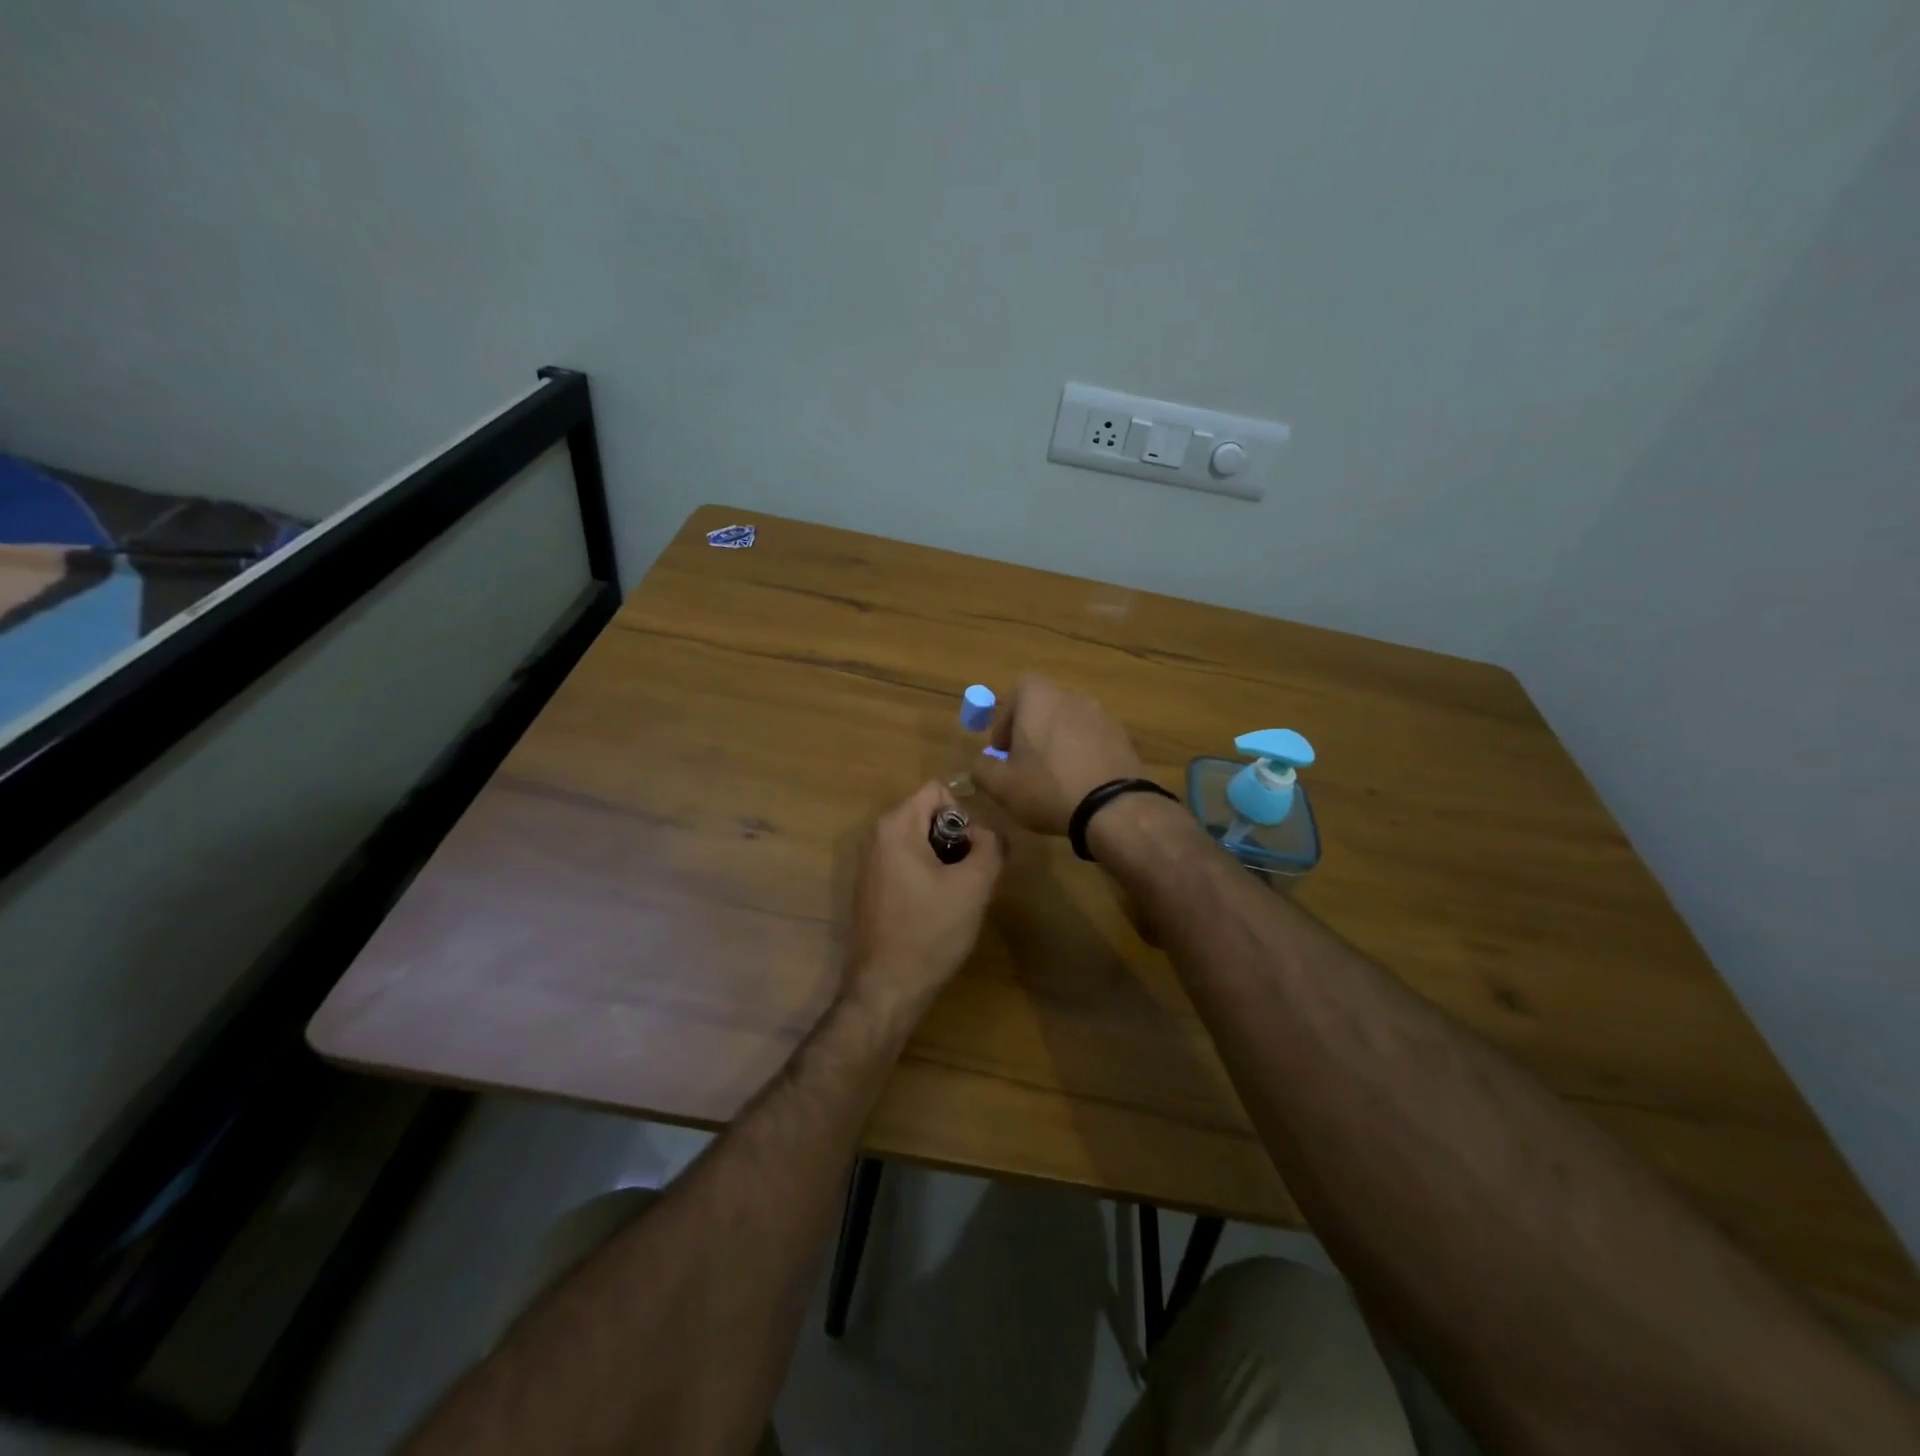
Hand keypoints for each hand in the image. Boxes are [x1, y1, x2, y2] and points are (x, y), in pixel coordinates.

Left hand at [842, 781, 1002, 1025]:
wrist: (887, 988)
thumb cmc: (930, 931)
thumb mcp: (974, 885)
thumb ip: (991, 846)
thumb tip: (989, 834)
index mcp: (896, 826)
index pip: (938, 791)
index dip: (965, 815)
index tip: (973, 853)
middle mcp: (877, 837)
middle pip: (930, 815)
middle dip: (957, 840)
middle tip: (971, 878)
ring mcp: (871, 864)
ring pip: (922, 842)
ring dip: (946, 861)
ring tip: (957, 896)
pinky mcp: (873, 888)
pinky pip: (909, 864)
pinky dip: (929, 877)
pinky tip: (938, 910)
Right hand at [971, 675, 1144, 835]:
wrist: (1113, 807)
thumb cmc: (1048, 787)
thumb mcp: (1001, 786)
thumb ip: (982, 769)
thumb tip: (981, 763)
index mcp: (1040, 698)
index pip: (1019, 689)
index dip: (1006, 717)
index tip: (1003, 748)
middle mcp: (1073, 697)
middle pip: (1045, 707)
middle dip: (1031, 732)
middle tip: (1024, 764)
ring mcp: (1102, 715)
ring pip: (1070, 724)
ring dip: (1058, 743)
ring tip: (1054, 778)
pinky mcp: (1123, 737)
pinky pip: (1093, 740)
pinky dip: (1082, 754)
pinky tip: (1079, 783)